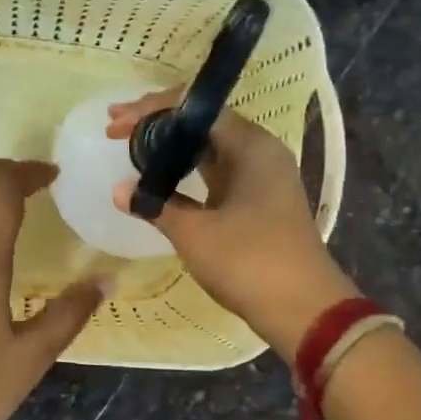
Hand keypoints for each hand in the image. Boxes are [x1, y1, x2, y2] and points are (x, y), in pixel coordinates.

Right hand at [108, 91, 356, 358]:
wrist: (304, 310)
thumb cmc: (250, 263)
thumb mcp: (195, 233)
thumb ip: (155, 205)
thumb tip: (119, 190)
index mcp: (251, 146)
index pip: (195, 109)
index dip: (151, 110)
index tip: (115, 124)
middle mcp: (259, 152)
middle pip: (202, 122)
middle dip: (157, 122)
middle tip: (116, 127)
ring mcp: (261, 177)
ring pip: (208, 147)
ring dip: (170, 146)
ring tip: (130, 145)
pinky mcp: (257, 200)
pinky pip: (216, 171)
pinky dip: (185, 170)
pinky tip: (159, 179)